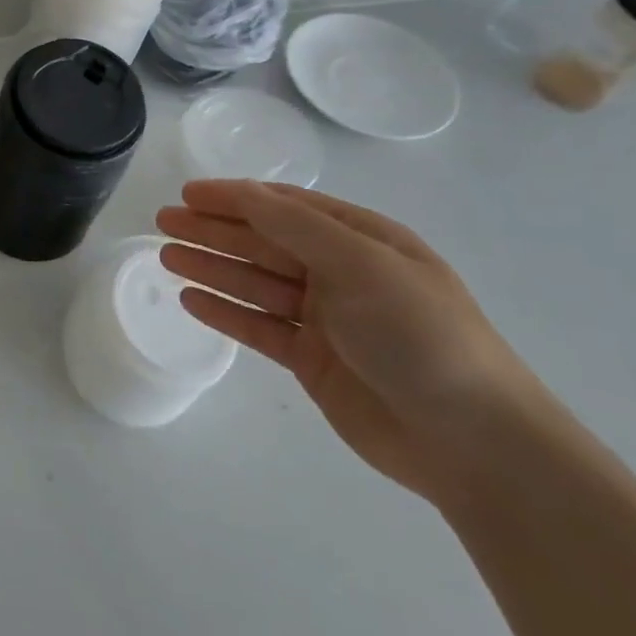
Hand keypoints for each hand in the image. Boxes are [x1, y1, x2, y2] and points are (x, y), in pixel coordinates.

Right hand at [157, 181, 543, 502]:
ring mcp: (327, 319)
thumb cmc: (421, 335)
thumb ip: (296, 226)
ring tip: (165, 257)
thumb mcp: (361, 265)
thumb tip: (243, 192)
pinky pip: (258, 326)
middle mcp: (342, 274)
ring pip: (255, 283)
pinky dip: (225, 312)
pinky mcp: (313, 361)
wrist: (473, 442)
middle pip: (263, 243)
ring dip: (211, 267)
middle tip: (162, 222)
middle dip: (213, 230)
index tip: (188, 193)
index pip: (285, 208)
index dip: (235, 197)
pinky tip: (191, 299)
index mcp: (362, 241)